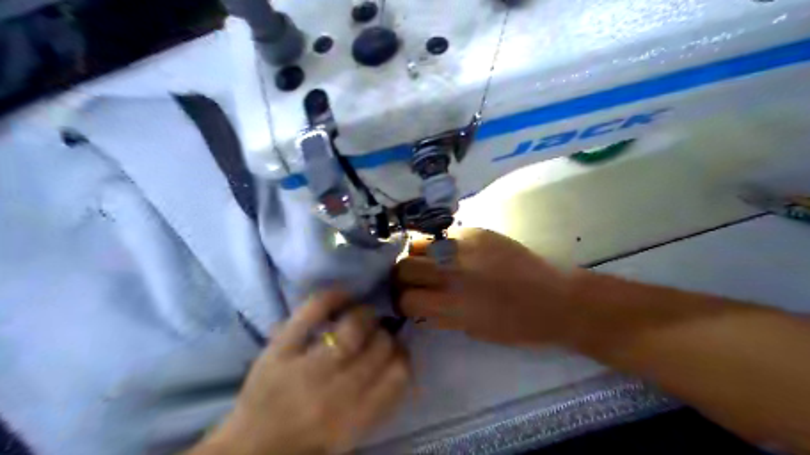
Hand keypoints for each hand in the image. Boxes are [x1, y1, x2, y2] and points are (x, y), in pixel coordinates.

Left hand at [193, 292, 411, 454]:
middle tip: (378, 333)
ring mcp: (308, 367)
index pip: (399, 372)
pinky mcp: (280, 350)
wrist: (250, 454)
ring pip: (354, 326)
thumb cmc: (307, 445)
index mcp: (359, 415)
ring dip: (365, 315)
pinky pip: (310, 313)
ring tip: (363, 315)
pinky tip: (342, 295)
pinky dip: (329, 298)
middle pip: (380, 345)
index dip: (402, 354)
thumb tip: (395, 359)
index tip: (396, 350)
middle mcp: (339, 391)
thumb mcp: (351, 433)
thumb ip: (377, 399)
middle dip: (384, 334)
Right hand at [394, 229, 571, 346]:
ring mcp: (462, 248)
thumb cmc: (516, 326)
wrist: (554, 300)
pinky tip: (446, 251)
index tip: (407, 302)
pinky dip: (438, 244)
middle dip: (402, 277)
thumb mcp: (471, 330)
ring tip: (425, 262)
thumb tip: (419, 306)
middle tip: (412, 281)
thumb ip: (441, 316)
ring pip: (418, 245)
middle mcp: (451, 273)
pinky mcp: (476, 232)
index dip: (402, 302)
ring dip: (415, 256)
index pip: (406, 298)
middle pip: (404, 267)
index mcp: (451, 304)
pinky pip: (443, 235)